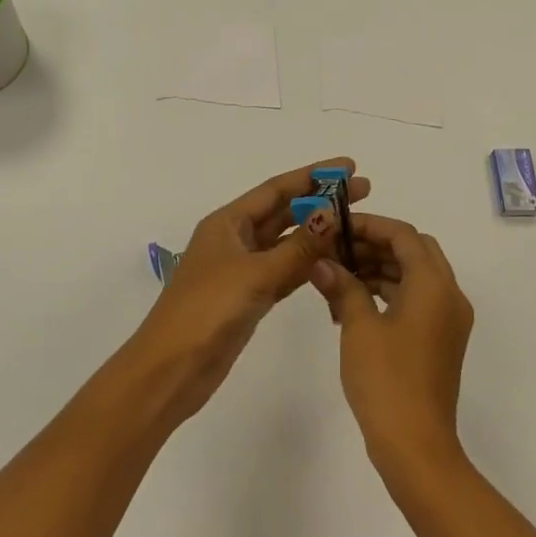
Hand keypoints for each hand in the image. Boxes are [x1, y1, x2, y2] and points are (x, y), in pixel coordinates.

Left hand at [128, 158, 368, 427]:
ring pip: (287, 243)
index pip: (276, 189)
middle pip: (284, 212)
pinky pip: (286, 271)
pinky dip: (309, 264)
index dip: (313, 175)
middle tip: (364, 191)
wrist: (171, 369)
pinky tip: (336, 260)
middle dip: (321, 201)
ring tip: (356, 223)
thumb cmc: (206, 311)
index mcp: (228, 223)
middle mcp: (235, 239)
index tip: (349, 166)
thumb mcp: (255, 274)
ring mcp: (242, 270)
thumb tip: (333, 214)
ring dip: (318, 233)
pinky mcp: (250, 297)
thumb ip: (298, 247)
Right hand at [308, 214, 473, 479]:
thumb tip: (322, 263)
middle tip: (336, 250)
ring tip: (337, 276)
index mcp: (434, 285)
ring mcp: (448, 320)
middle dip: (375, 245)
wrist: (416, 446)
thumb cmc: (386, 380)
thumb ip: (342, 287)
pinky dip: (388, 293)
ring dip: (380, 269)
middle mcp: (449, 295)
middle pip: (414, 251)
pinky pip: (416, 300)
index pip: (404, 235)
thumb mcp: (359, 328)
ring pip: (415, 276)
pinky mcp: (440, 340)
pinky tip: (352, 303)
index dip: (370, 225)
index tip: (336, 227)